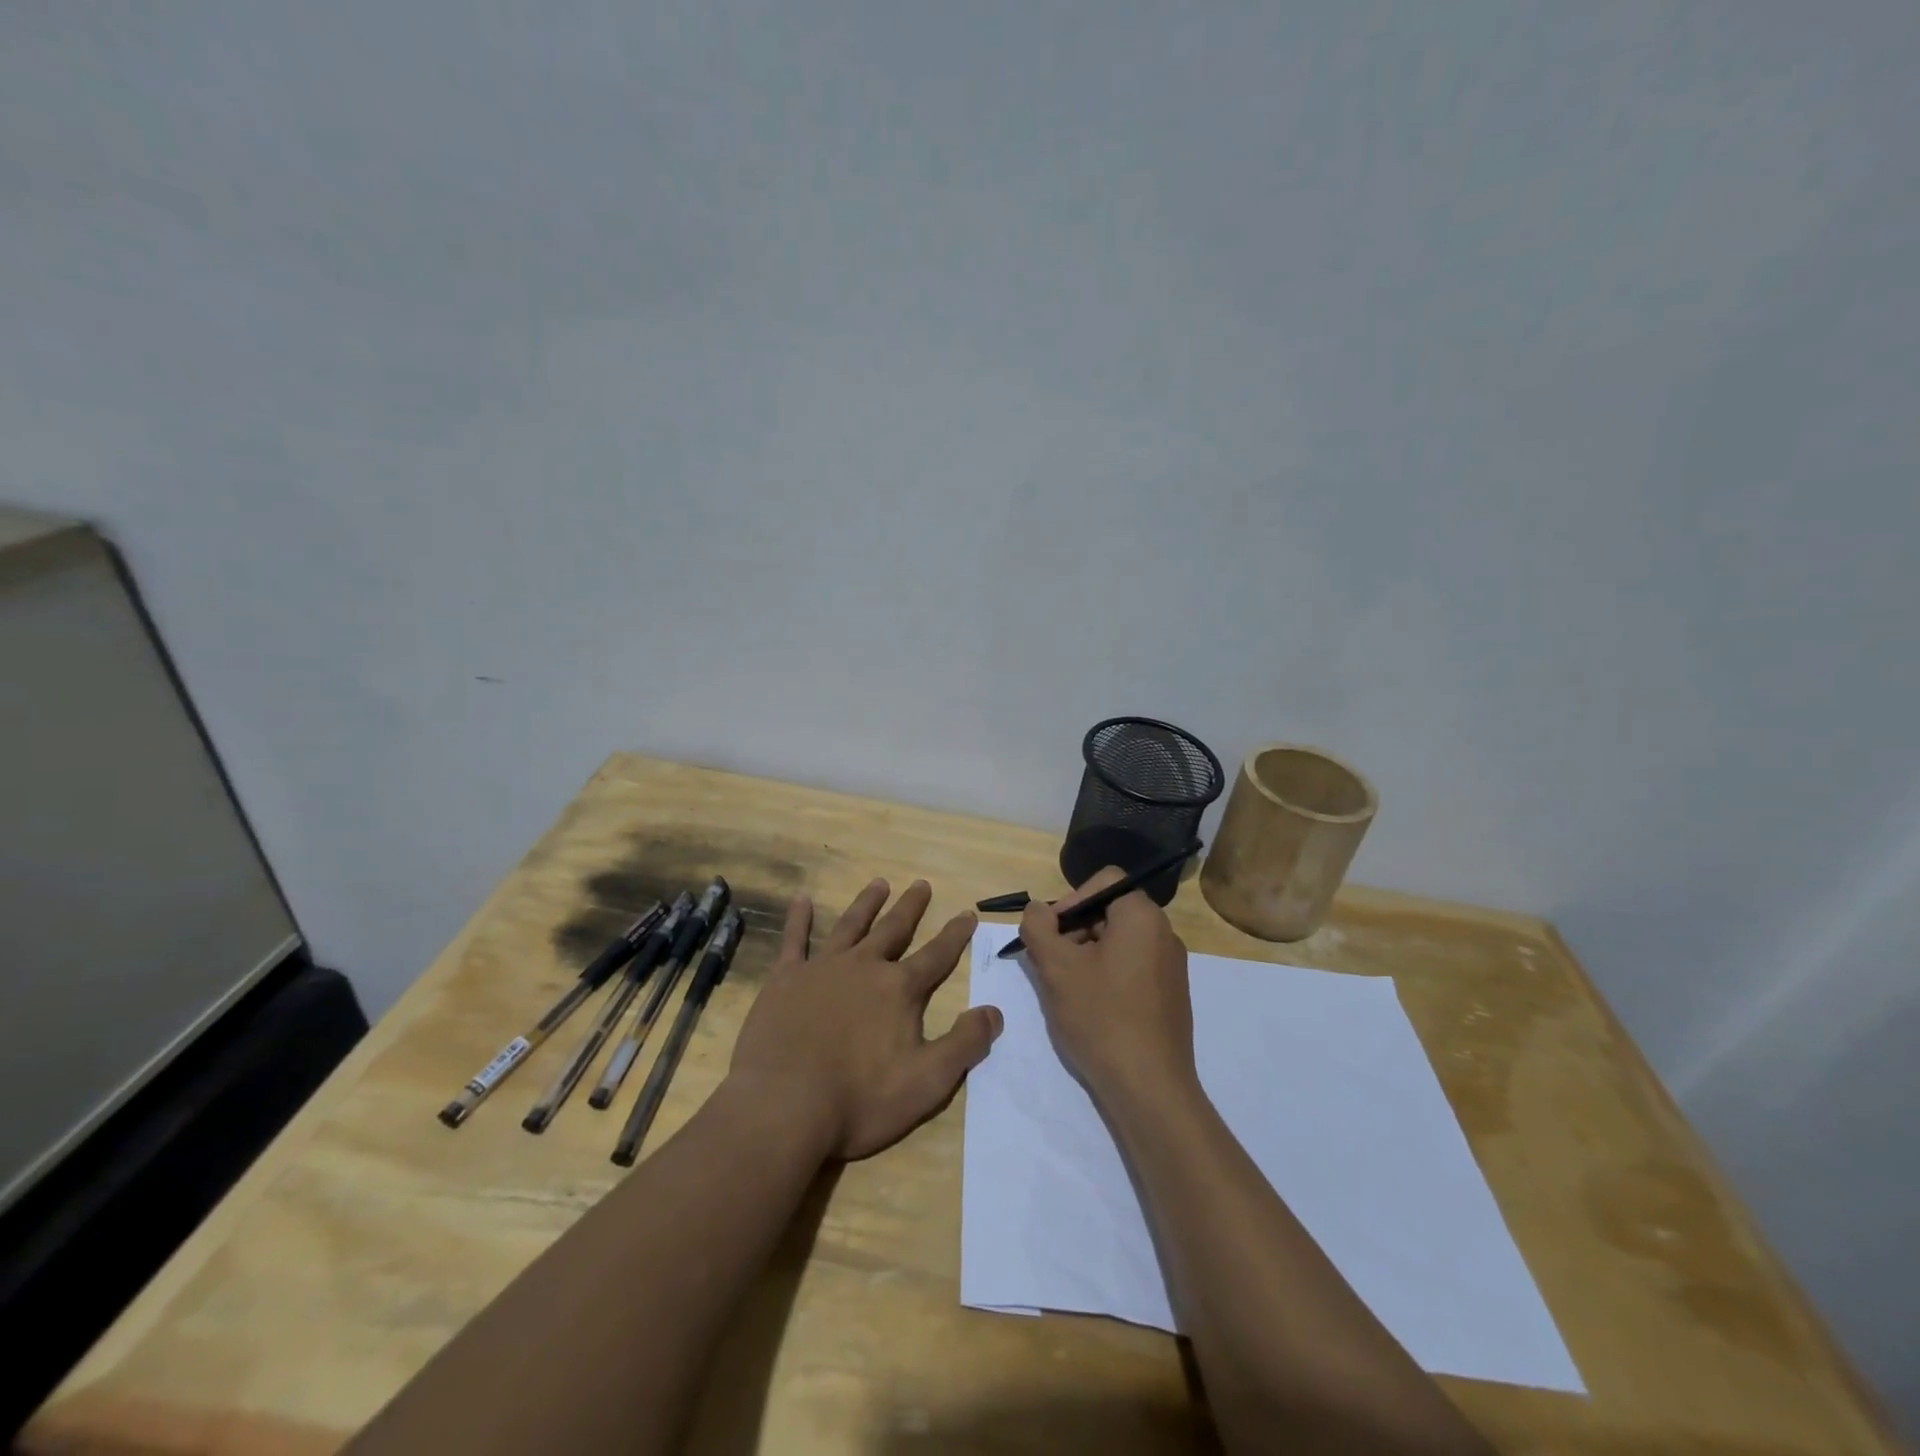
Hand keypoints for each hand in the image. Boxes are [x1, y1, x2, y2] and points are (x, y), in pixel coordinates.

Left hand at [728, 878, 1001, 1160]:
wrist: (783, 1106)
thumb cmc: (860, 1100)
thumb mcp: (927, 1082)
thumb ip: (964, 1044)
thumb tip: (994, 1011)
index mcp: (900, 990)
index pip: (936, 955)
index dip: (955, 935)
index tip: (967, 913)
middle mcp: (864, 967)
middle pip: (894, 929)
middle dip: (911, 907)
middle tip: (921, 884)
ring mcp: (822, 968)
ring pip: (850, 925)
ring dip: (867, 903)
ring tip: (878, 883)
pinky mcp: (785, 979)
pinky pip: (794, 940)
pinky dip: (799, 918)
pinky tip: (802, 899)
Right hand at [1016, 866, 1197, 1106]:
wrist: (1149, 1088)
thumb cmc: (1101, 1017)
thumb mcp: (1057, 967)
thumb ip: (1039, 927)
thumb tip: (1037, 910)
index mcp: (1143, 917)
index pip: (1103, 881)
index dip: (1070, 899)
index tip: (1050, 932)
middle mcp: (1164, 934)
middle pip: (1109, 911)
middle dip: (1074, 930)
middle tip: (1050, 962)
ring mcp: (1171, 967)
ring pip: (1118, 942)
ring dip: (1086, 955)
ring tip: (1065, 988)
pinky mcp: (1170, 996)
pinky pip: (1131, 968)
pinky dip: (1105, 976)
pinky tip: (1088, 1008)